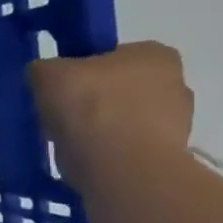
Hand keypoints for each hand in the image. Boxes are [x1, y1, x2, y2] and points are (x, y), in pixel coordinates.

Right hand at [27, 42, 193, 185]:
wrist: (121, 169)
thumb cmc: (90, 107)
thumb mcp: (47, 73)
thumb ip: (44, 68)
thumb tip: (46, 78)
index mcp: (154, 54)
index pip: (110, 55)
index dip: (80, 71)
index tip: (60, 88)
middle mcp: (176, 83)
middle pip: (118, 89)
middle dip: (92, 101)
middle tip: (61, 116)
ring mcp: (177, 124)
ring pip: (122, 120)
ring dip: (99, 129)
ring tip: (69, 142)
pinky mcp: (168, 158)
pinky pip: (127, 149)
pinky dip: (107, 153)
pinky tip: (86, 160)